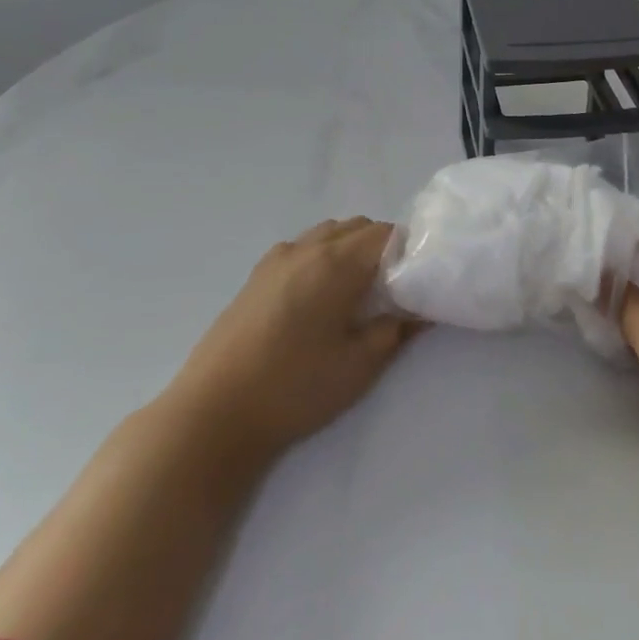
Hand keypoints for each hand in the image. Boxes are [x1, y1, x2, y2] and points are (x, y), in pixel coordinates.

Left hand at [170, 218, 414, 461]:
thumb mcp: (360, 365)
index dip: (409, 250)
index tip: (417, 280)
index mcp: (336, 263)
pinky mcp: (256, 275)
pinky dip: (321, 256)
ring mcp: (276, 259)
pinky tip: (318, 298)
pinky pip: (302, 247)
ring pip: (328, 233)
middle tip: (393, 289)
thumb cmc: (295, 388)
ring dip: (350, 249)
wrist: (215, 412)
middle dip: (382, 248)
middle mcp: (306, 248)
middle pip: (358, 226)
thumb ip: (396, 330)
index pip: (386, 233)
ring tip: (356, 292)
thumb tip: (423, 310)